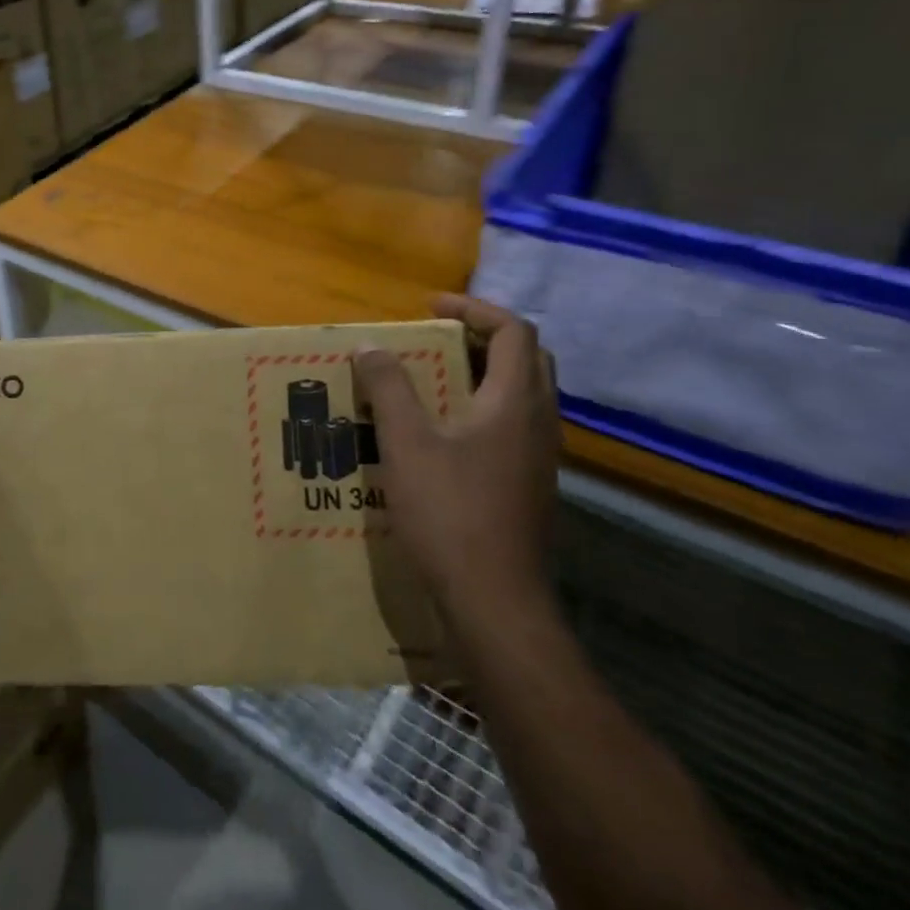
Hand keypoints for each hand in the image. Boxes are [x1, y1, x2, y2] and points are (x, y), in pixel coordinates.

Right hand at [353, 294, 560, 625]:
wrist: (495, 602)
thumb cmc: (450, 513)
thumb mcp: (406, 442)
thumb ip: (388, 387)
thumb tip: (370, 345)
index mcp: (516, 402)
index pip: (514, 331)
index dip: (474, 308)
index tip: (431, 307)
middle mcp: (539, 422)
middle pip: (525, 358)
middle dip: (482, 337)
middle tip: (436, 337)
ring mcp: (539, 458)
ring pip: (522, 394)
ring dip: (482, 373)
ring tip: (432, 378)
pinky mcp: (529, 485)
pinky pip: (512, 426)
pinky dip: (482, 407)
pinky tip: (442, 432)